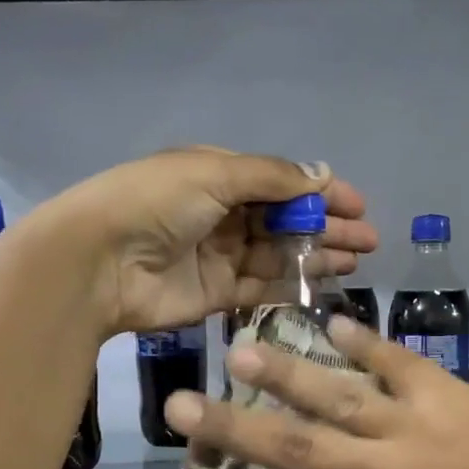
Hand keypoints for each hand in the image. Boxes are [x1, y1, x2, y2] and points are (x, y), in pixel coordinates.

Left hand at [43, 147, 375, 335]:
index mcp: (218, 176)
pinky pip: (262, 287)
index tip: (357, 206)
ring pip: (279, 255)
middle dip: (327, 228)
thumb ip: (272, 178)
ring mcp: (220, 257)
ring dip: (317, 256)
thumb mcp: (214, 173)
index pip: (280, 183)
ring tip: (355, 260)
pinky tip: (324, 283)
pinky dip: (293, 284)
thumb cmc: (155, 204)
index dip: (320, 194)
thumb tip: (322, 176)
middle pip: (285, 221)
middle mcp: (222, 214)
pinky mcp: (217, 294)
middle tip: (368, 240)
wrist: (100, 262)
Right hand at [164, 318, 468, 468]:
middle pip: (292, 447)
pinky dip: (368, 342)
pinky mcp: (450, 395)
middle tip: (178, 405)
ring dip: (285, 372)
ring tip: (241, 348)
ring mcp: (415, 428)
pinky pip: (400, 362)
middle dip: (230, 428)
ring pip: (336, 395)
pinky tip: (337, 322)